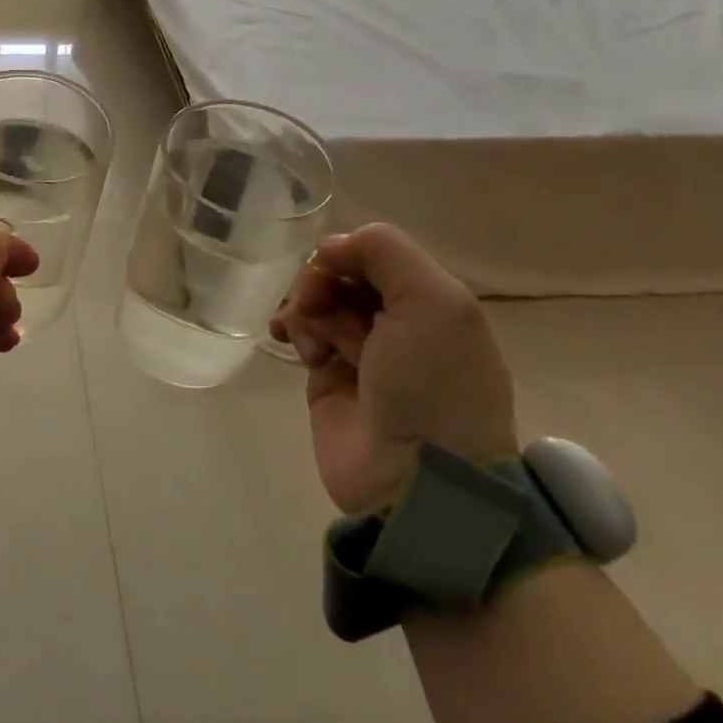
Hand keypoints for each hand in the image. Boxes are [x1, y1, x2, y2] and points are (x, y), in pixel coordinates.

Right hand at [270, 224, 516, 513]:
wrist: (414, 475)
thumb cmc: (431, 383)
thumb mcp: (432, 301)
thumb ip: (385, 251)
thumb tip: (329, 247)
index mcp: (431, 302)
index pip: (377, 254)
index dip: (348, 253)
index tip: (330, 266)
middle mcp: (398, 322)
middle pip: (343, 275)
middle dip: (321, 282)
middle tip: (315, 304)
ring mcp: (362, 351)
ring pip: (318, 302)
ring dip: (305, 308)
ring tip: (309, 339)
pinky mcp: (328, 378)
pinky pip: (302, 334)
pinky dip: (292, 329)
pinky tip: (290, 341)